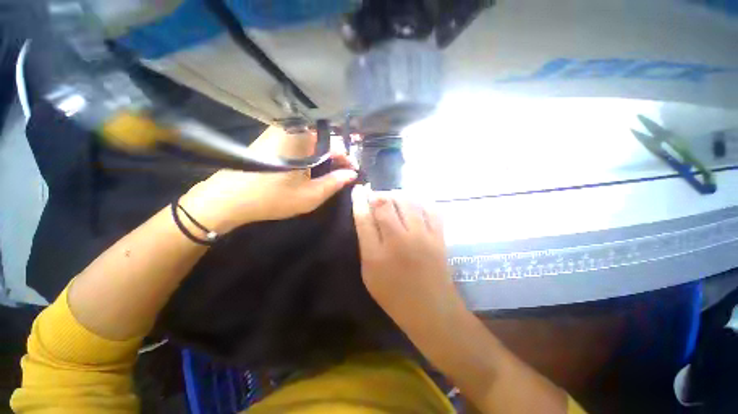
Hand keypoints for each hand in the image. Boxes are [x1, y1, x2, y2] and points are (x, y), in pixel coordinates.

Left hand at [181, 127, 356, 232]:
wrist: (229, 199)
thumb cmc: (272, 198)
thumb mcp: (310, 195)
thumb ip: (335, 183)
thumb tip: (352, 174)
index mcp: (303, 139)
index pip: (335, 144)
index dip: (347, 159)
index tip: (353, 172)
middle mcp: (292, 129)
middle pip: (325, 140)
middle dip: (337, 157)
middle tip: (343, 174)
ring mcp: (280, 132)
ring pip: (313, 141)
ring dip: (324, 156)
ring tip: (331, 173)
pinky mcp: (272, 138)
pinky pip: (300, 142)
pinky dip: (311, 154)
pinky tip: (313, 168)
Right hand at [351, 186, 463, 333]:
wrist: (432, 310)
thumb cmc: (395, 297)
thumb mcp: (369, 274)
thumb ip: (366, 244)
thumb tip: (367, 217)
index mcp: (376, 255)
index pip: (363, 218)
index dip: (359, 200)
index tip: (358, 189)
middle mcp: (399, 241)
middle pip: (385, 204)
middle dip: (378, 195)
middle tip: (377, 197)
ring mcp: (422, 237)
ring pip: (407, 201)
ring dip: (397, 195)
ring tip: (394, 198)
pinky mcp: (439, 237)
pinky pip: (430, 208)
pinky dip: (420, 200)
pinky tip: (414, 203)